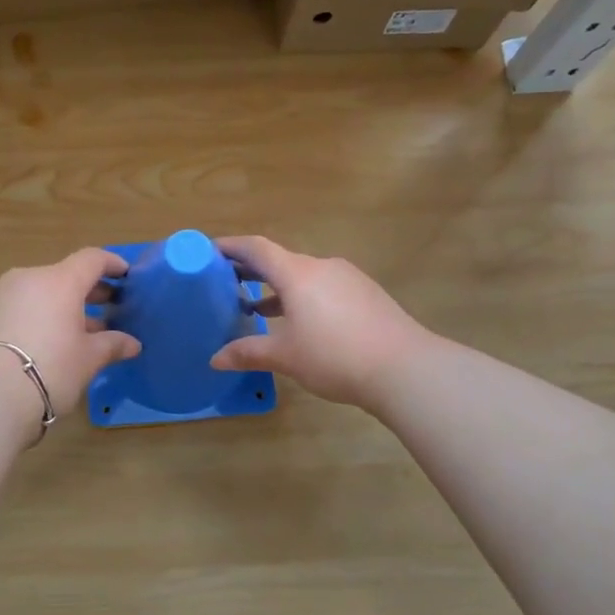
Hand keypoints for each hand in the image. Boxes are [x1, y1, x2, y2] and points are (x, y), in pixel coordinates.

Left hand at [0, 249, 142, 429]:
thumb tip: (132, 343)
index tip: (126, 274)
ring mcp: (2, 295)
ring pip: (41, 291)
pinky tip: (50, 340)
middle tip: (109, 305)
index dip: (112, 264)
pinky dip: (40, 315)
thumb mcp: (88, 359)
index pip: (91, 259)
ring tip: (80, 330)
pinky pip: (22, 306)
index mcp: (60, 281)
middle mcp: (30, 278)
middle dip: (89, 289)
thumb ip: (111, 344)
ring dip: (63, 305)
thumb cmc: (50, 370)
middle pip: (65, 275)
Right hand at [209, 236, 429, 407]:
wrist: (405, 368)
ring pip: (303, 276)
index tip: (209, 250)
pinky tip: (300, 323)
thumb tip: (215, 359)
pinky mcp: (366, 294)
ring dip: (278, 288)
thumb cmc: (335, 356)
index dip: (230, 247)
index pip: (256, 248)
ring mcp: (348, 279)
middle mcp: (322, 267)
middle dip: (251, 270)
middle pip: (280, 260)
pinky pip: (324, 287)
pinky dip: (303, 298)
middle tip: (225, 282)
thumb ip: (248, 353)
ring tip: (257, 309)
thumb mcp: (286, 357)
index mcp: (297, 274)